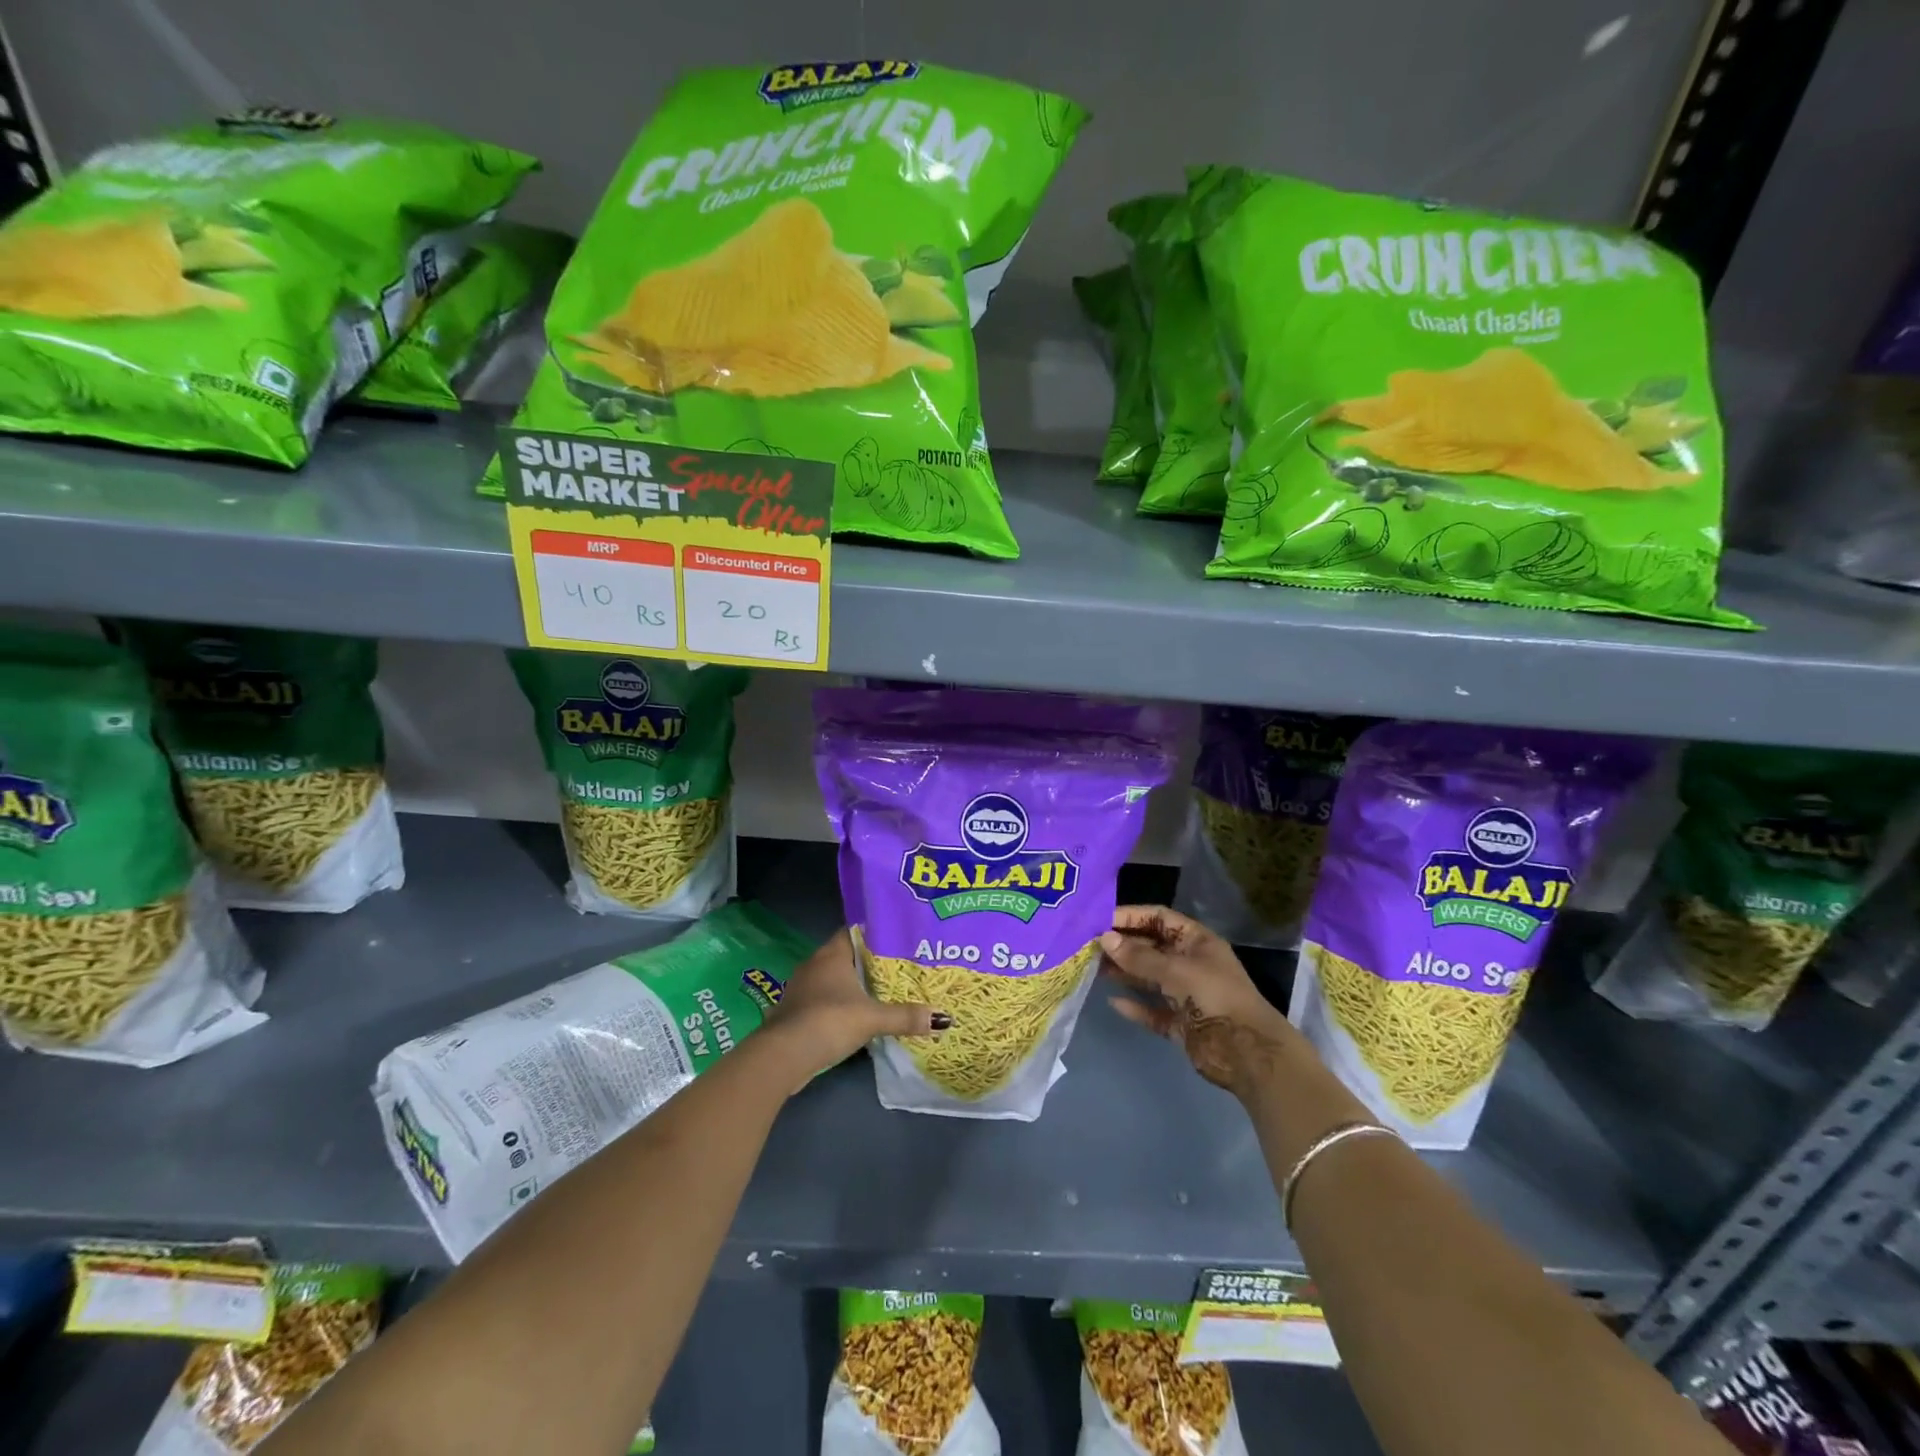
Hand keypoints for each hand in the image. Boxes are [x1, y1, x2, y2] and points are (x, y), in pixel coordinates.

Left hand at [765, 929, 949, 1085]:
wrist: (782, 1056)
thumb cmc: (828, 1021)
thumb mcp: (872, 1018)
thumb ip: (905, 1016)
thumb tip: (943, 1018)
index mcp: (831, 954)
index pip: (855, 932)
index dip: (876, 934)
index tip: (899, 940)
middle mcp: (814, 964)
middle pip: (847, 956)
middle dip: (870, 962)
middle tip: (899, 967)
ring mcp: (803, 988)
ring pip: (835, 979)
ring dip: (854, 986)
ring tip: (884, 992)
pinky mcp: (797, 1011)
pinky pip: (825, 999)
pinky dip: (841, 1004)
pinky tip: (858, 1016)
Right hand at [1100, 905, 1301, 1098]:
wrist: (1247, 1052)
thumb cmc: (1215, 997)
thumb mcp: (1176, 970)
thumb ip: (1140, 957)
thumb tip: (1105, 939)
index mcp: (1196, 941)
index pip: (1158, 918)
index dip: (1131, 917)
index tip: (1100, 921)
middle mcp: (1189, 963)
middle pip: (1151, 947)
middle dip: (1122, 946)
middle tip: (1089, 947)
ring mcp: (1185, 994)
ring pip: (1149, 978)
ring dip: (1124, 974)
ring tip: (1094, 970)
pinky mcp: (1180, 1023)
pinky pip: (1153, 1010)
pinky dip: (1135, 1006)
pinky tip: (1114, 1002)